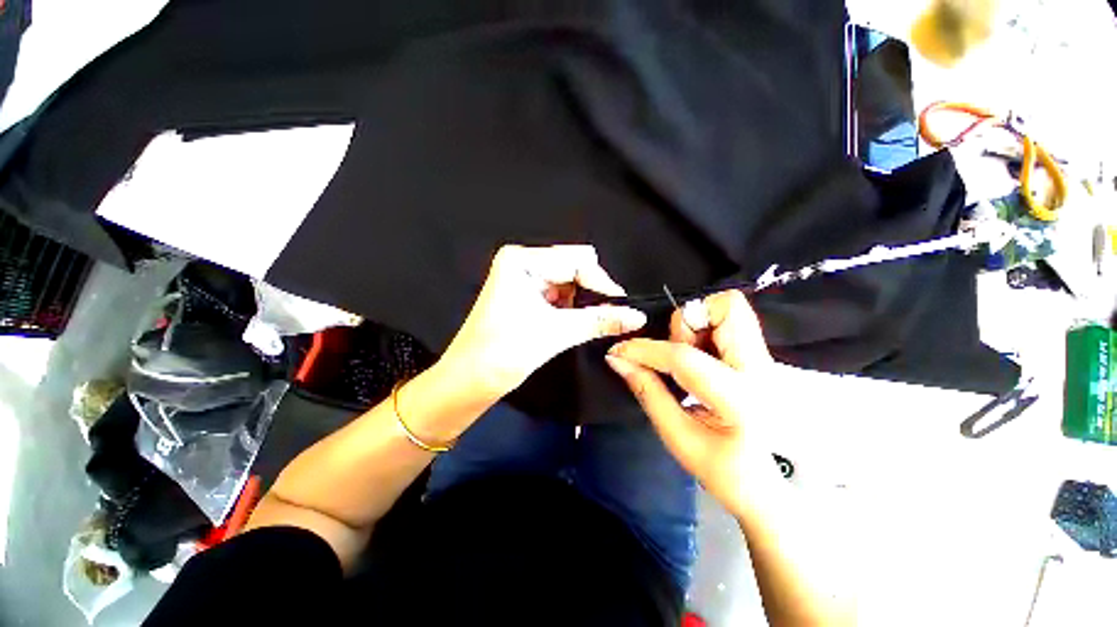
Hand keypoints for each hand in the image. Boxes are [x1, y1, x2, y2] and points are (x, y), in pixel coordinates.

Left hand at [439, 245, 647, 402]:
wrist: (469, 380)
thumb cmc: (505, 351)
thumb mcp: (557, 332)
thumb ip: (600, 320)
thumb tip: (637, 316)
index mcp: (522, 260)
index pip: (576, 261)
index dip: (601, 283)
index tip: (622, 307)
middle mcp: (522, 263)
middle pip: (572, 267)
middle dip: (592, 291)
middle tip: (609, 316)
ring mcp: (522, 279)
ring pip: (568, 282)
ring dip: (582, 301)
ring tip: (591, 322)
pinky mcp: (524, 295)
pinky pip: (558, 294)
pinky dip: (570, 307)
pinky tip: (574, 322)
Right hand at [605, 290, 781, 515]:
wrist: (763, 483)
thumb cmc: (720, 468)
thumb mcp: (676, 436)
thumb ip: (646, 390)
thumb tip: (617, 359)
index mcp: (740, 399)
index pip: (684, 357)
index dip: (644, 350)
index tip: (618, 352)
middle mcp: (760, 369)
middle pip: (726, 307)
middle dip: (687, 322)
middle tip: (674, 352)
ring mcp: (764, 359)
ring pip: (728, 307)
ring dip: (695, 325)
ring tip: (686, 359)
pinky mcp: (759, 355)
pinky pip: (728, 320)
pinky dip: (704, 328)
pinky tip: (699, 358)